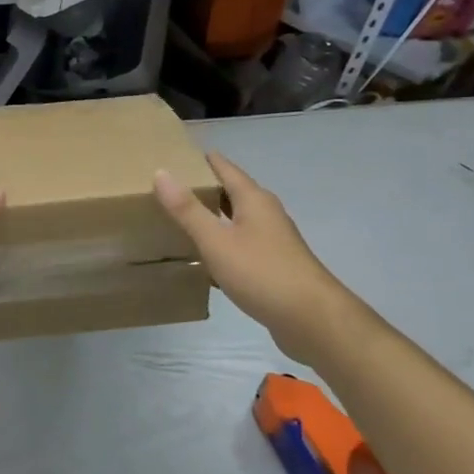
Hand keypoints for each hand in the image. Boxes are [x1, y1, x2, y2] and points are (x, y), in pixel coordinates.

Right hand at [154, 151, 338, 336]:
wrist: (312, 319)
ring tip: (186, 217)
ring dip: (216, 216)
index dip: (206, 161)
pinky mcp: (276, 265)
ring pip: (240, 219)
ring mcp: (274, 241)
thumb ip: (188, 210)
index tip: (181, 154)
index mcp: (254, 200)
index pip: (227, 169)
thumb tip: (161, 172)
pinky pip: (244, 244)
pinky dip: (225, 242)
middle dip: (208, 188)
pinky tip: (209, 256)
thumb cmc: (261, 272)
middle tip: (175, 186)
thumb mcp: (216, 241)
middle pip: (234, 192)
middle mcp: (267, 214)